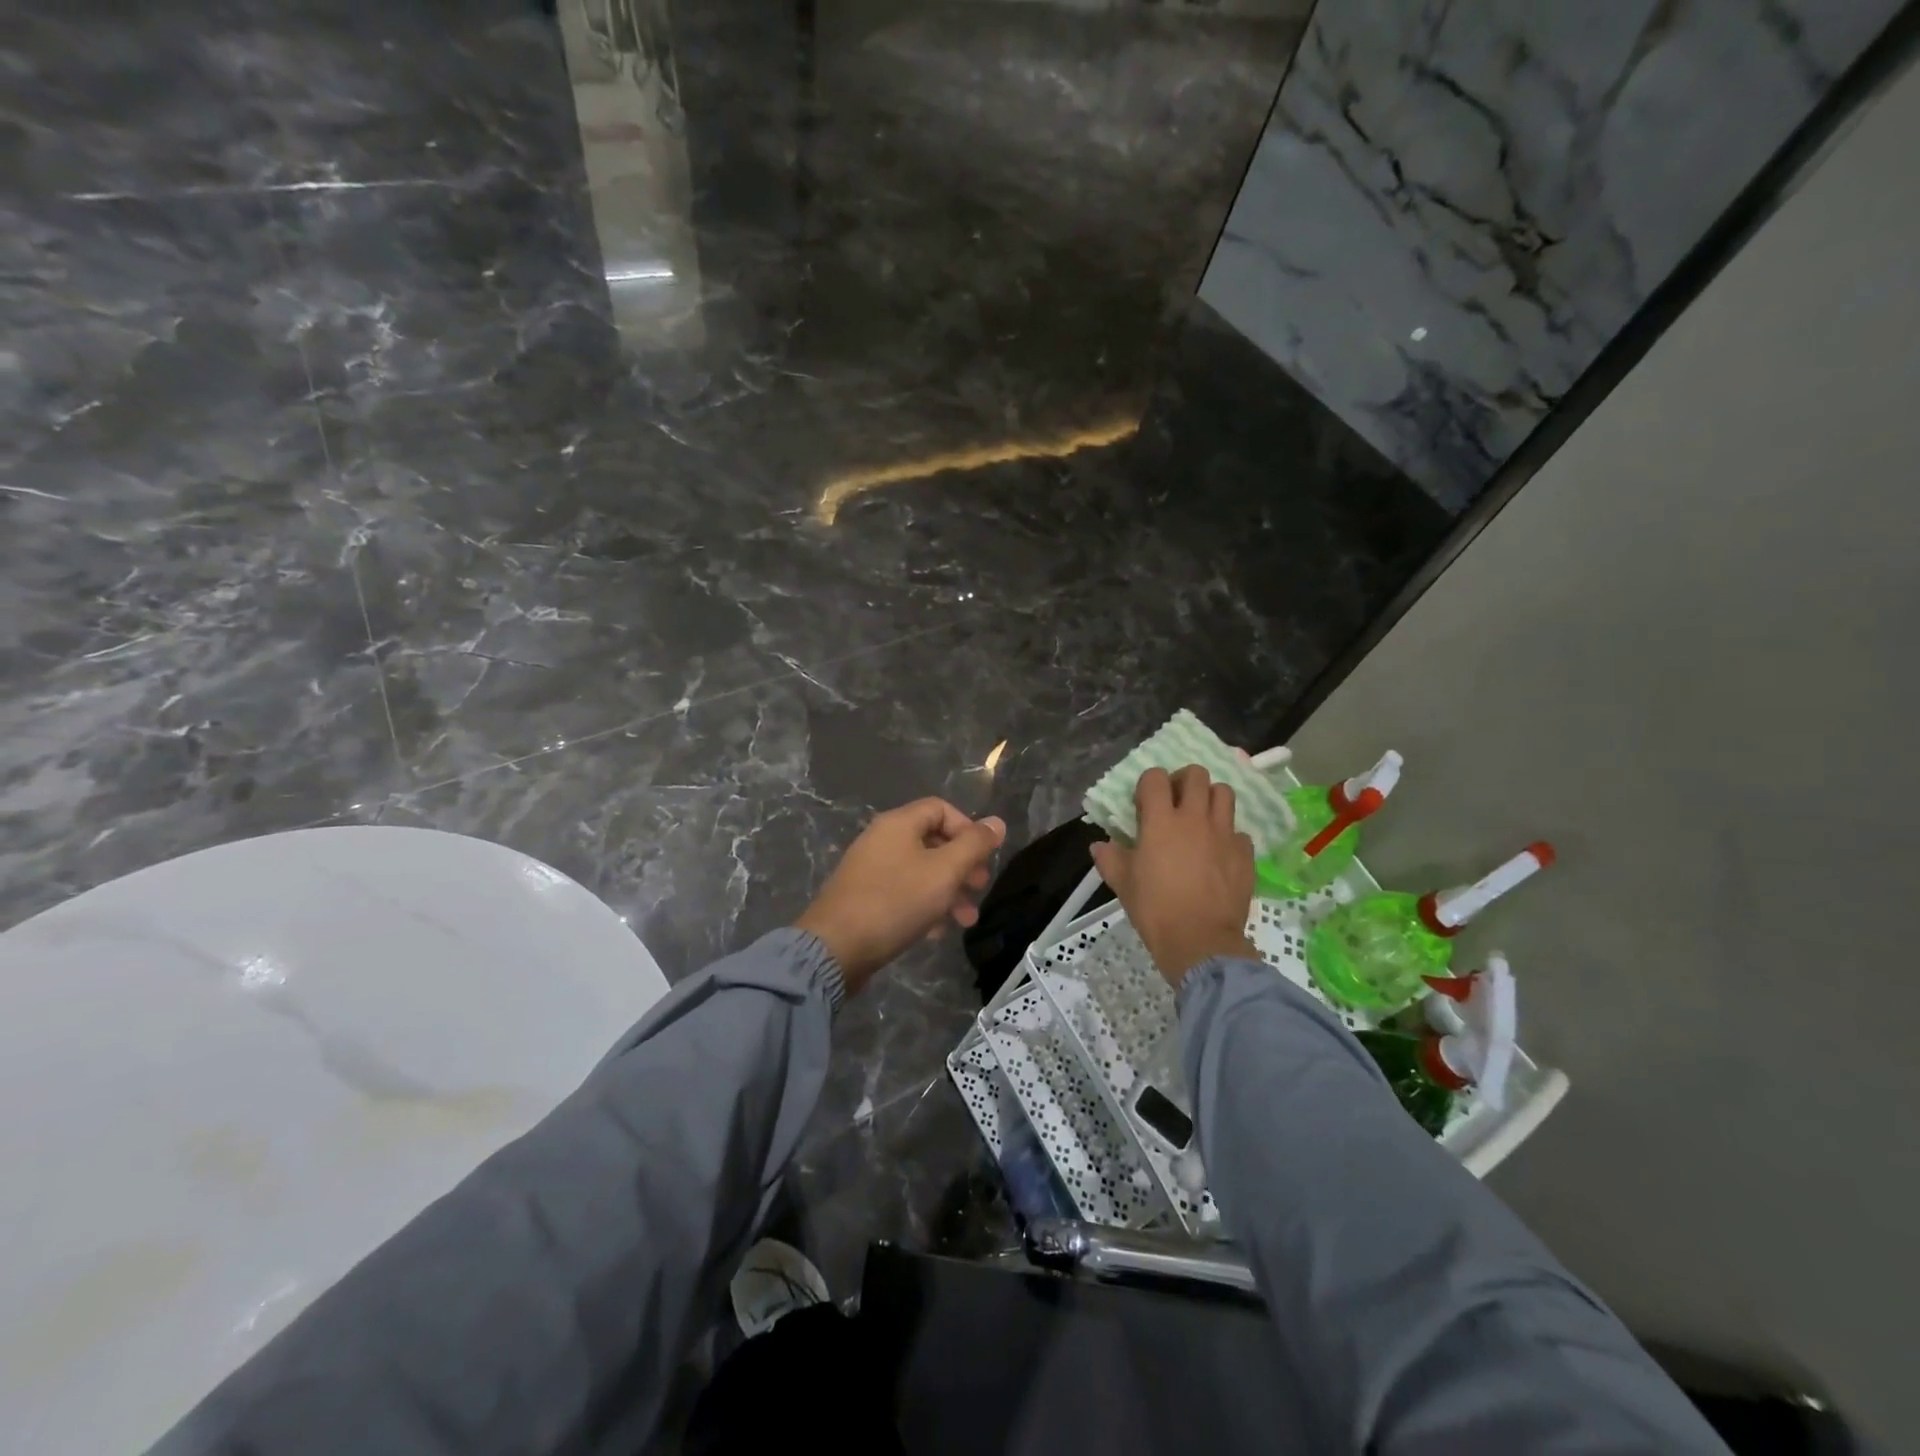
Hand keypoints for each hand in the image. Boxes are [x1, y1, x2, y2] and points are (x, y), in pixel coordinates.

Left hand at [795, 798, 1007, 993]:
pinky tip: (937, 931)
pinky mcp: (864, 898)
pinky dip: (925, 905)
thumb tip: (996, 822)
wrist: (836, 948)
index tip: (983, 856)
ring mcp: (870, 870)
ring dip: (948, 890)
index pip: (940, 808)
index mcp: (898, 824)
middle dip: (962, 864)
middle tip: (980, 887)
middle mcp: (881, 839)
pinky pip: (903, 893)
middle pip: (932, 841)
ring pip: (920, 871)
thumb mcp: (944, 872)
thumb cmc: (895, 902)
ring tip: (966, 919)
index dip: (967, 828)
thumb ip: (973, 846)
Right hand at [1090, 765, 1255, 986]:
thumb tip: (1100, 845)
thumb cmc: (1155, 909)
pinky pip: (1239, 831)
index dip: (1148, 784)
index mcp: (1161, 821)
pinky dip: (1228, 835)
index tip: (1144, 804)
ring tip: (1201, 818)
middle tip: (1176, 802)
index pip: (1155, 777)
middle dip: (1183, 781)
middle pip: (1196, 774)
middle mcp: (1195, 818)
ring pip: (1224, 793)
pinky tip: (1219, 853)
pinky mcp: (1245, 853)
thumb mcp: (1123, 884)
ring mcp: (1224, 834)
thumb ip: (1110, 858)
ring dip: (1210, 799)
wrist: (1200, 942)